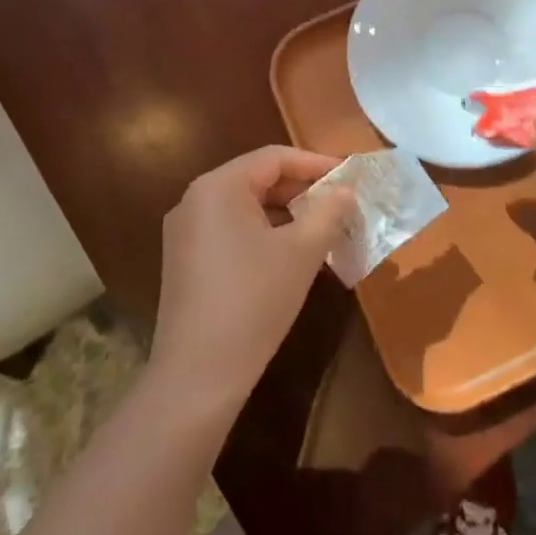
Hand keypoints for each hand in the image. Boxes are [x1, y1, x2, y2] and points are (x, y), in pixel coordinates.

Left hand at [151, 146, 354, 413]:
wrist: (198, 375)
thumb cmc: (254, 301)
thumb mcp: (302, 252)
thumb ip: (329, 212)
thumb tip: (346, 191)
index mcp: (218, 187)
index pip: (274, 158)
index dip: (316, 163)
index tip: (350, 177)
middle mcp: (195, 200)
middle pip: (258, 179)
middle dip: (302, 189)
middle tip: (341, 204)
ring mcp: (185, 232)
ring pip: (246, 207)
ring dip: (286, 213)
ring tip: (324, 229)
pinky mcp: (185, 260)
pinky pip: (231, 230)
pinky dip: (264, 233)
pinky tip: (292, 255)